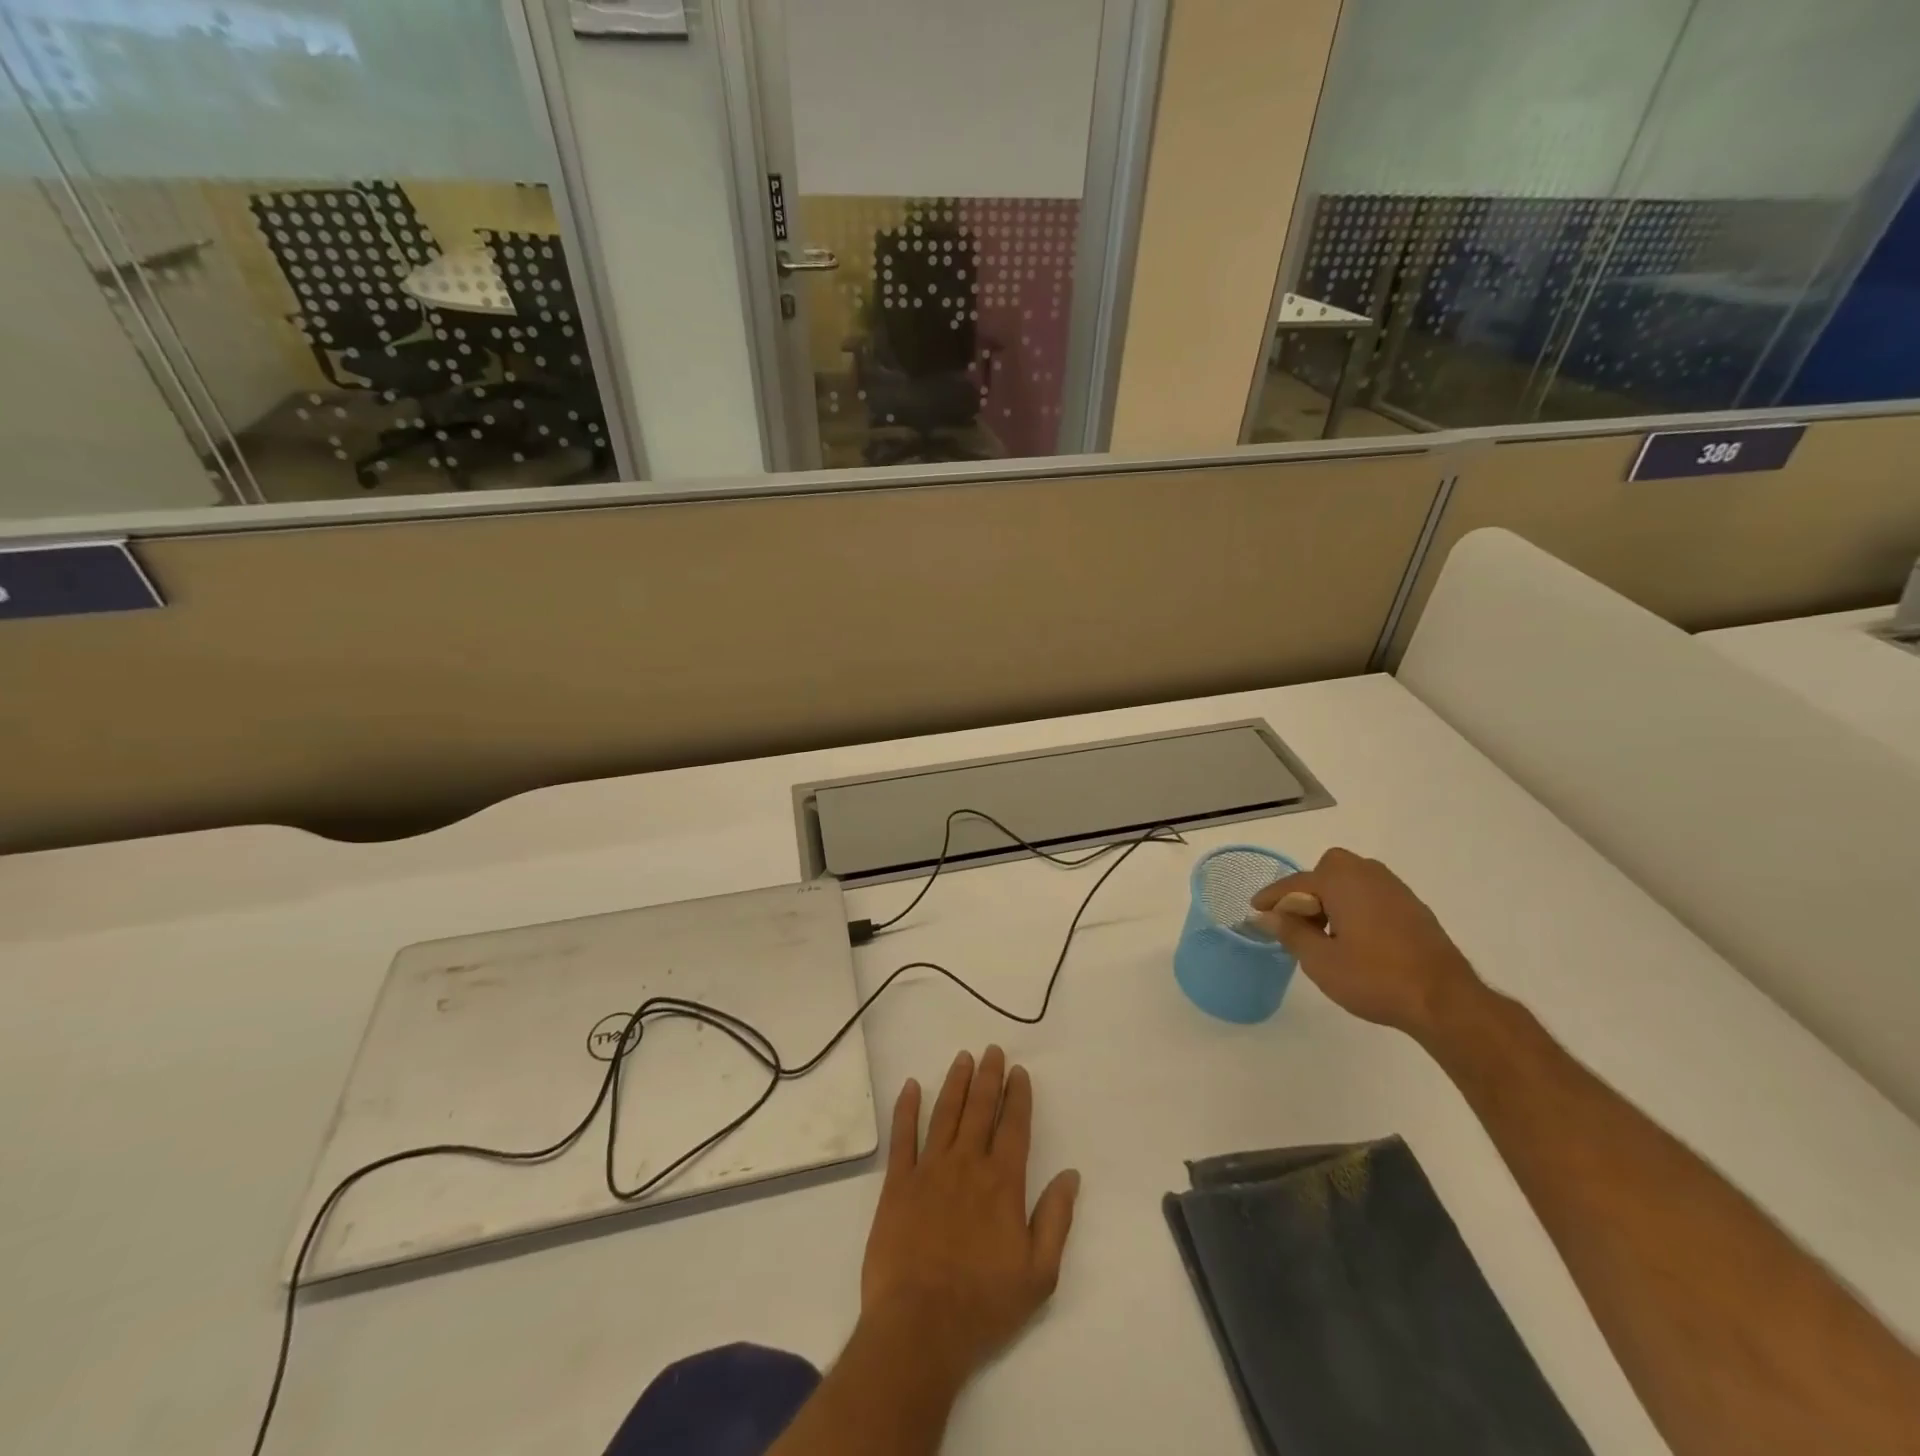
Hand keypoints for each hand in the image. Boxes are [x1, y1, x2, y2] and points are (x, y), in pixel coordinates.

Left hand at [859, 1047, 1079, 1391]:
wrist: (919, 1326)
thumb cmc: (983, 1304)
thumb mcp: (1038, 1274)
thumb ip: (1056, 1219)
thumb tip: (1070, 1175)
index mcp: (1002, 1183)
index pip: (1014, 1127)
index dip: (1018, 1096)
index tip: (1019, 1072)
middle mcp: (967, 1164)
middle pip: (979, 1109)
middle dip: (988, 1077)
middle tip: (991, 1050)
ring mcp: (929, 1170)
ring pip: (945, 1113)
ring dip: (955, 1083)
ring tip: (963, 1058)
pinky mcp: (898, 1183)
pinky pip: (903, 1136)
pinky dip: (906, 1108)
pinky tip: (911, 1086)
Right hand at [1251, 848, 1485, 1039]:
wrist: (1445, 1001)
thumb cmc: (1375, 977)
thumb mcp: (1320, 960)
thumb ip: (1289, 932)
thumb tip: (1265, 916)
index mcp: (1341, 881)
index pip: (1295, 884)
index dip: (1272, 898)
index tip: (1255, 911)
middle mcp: (1368, 875)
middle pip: (1327, 870)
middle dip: (1309, 890)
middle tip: (1299, 921)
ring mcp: (1395, 890)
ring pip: (1352, 880)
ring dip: (1333, 897)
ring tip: (1326, 932)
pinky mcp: (1414, 908)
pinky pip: (1372, 895)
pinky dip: (1356, 906)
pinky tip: (1356, 937)